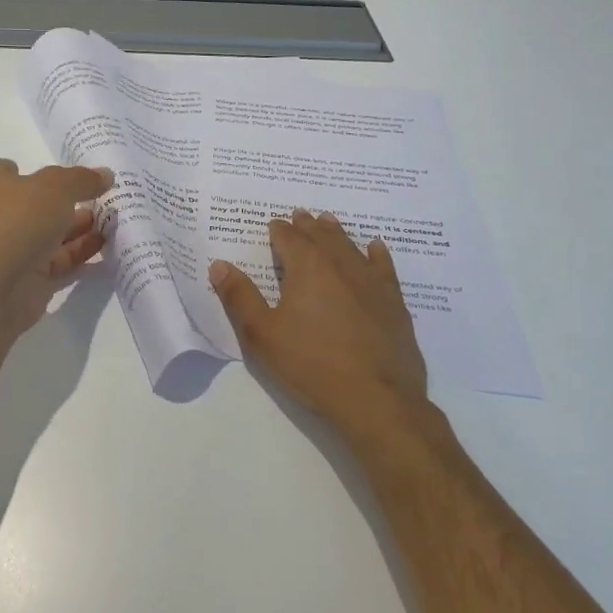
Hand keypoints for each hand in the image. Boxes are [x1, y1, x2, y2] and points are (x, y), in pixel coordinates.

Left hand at [0, 159, 112, 334]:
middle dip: (67, 200)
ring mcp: (8, 247)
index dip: (34, 170)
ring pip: (48, 232)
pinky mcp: (25, 277)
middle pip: (34, 202)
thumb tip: (105, 175)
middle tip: (102, 197)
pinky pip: (57, 260)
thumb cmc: (18, 220)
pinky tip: (105, 245)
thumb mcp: (56, 186)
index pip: (6, 170)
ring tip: (112, 220)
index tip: (64, 174)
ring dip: (78, 226)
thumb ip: (82, 179)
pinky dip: (79, 252)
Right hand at [211, 211, 427, 440]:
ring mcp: (371, 282)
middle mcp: (341, 265)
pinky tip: (375, 248)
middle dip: (307, 225)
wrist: (376, 398)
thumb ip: (240, 297)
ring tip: (328, 221)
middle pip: (322, 236)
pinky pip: (384, 267)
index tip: (273, 225)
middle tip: (300, 214)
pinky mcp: (393, 303)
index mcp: (307, 267)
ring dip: (337, 233)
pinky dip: (377, 254)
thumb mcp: (263, 334)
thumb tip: (219, 265)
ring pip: (351, 246)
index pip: (289, 238)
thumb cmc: (311, 364)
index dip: (279, 230)